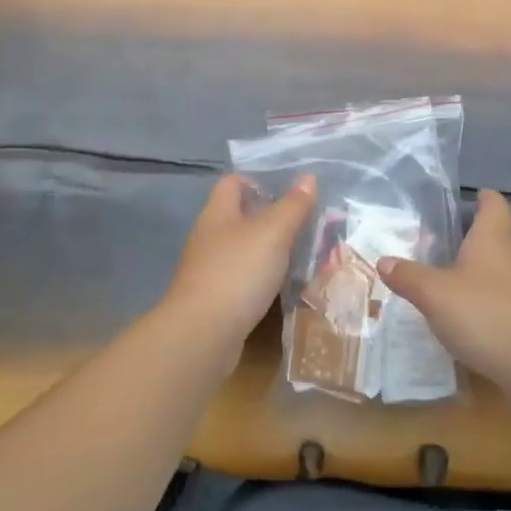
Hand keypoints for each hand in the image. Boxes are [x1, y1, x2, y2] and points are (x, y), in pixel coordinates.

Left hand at [159, 173, 316, 372]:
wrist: (203, 334)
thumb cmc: (238, 272)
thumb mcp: (273, 232)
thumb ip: (292, 206)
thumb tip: (307, 177)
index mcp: (217, 213)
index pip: (233, 182)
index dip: (258, 180)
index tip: (289, 190)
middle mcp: (208, 237)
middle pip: (238, 216)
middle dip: (269, 217)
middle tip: (304, 222)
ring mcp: (208, 270)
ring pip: (241, 249)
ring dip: (267, 250)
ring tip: (300, 253)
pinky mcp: (214, 299)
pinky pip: (241, 278)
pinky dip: (261, 278)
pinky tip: (281, 286)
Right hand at [377, 189, 510, 381]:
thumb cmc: (485, 314)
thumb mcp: (435, 294)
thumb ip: (408, 276)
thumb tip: (384, 260)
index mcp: (494, 238)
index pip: (493, 204)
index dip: (482, 198)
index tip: (470, 198)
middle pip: (496, 237)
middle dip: (471, 239)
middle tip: (440, 246)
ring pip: (501, 269)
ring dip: (478, 273)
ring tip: (448, 284)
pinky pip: (506, 298)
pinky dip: (488, 301)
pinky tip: (468, 319)